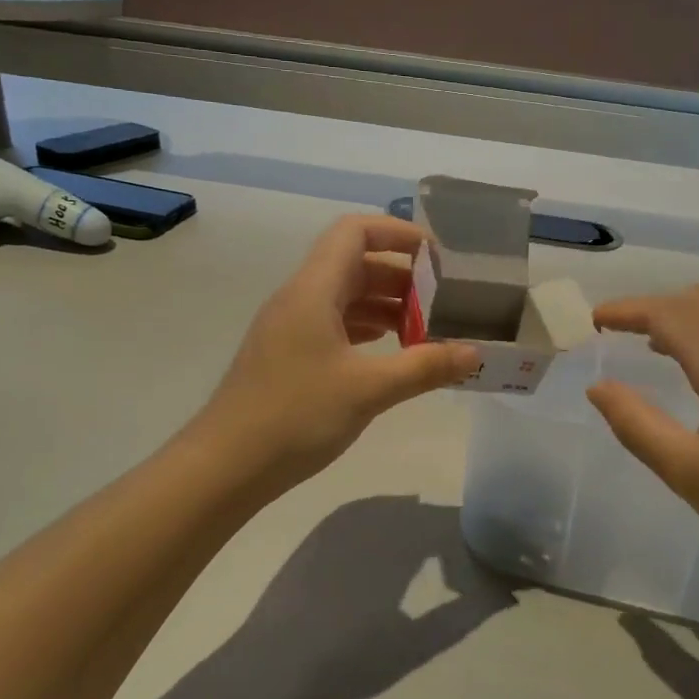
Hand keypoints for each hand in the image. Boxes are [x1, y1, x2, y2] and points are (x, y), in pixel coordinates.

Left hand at [191, 215, 478, 489]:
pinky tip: (391, 350)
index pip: (355, 232)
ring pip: (344, 296)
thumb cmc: (295, 417)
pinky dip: (366, 328)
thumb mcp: (368, 390)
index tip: (437, 257)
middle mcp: (299, 297)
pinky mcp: (287, 354)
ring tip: (426, 330)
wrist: (224, 466)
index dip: (398, 233)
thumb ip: (424, 367)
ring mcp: (290, 326)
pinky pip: (333, 323)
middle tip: (442, 302)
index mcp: (313, 290)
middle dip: (401, 276)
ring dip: (385, 304)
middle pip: (354, 263)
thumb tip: (474, 354)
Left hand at [233, 496, 517, 698]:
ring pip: (398, 512)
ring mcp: (344, 518)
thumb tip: (508, 594)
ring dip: (419, 531)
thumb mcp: (418, 642)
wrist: (271, 666)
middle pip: (428, 516)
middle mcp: (376, 513)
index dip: (477, 542)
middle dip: (449, 538)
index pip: (455, 525)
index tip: (492, 564)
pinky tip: (389, 554)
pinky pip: (368, 514)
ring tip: (431, 564)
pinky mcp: (322, 529)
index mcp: (404, 536)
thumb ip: (466, 613)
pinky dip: (388, 528)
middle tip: (465, 568)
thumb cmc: (350, 659)